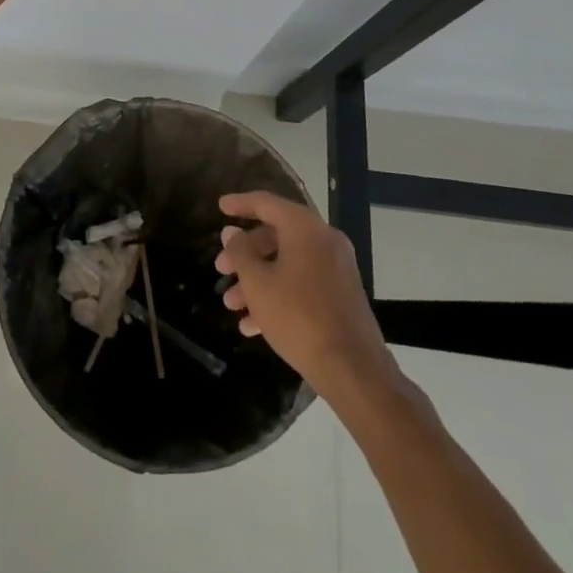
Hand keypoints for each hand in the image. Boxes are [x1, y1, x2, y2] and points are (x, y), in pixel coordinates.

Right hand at [215, 191, 406, 401]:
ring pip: (287, 263)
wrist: (352, 369)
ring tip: (231, 304)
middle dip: (245, 253)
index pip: (266, 203)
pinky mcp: (341, 294)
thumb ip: (240, 252)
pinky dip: (278, 294)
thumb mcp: (258, 283)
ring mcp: (336, 268)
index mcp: (305, 228)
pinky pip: (303, 283)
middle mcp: (324, 240)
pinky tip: (253, 325)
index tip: (220, 207)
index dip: (240, 203)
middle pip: (276, 235)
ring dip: (257, 279)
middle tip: (221, 268)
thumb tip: (232, 233)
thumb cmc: (298, 317)